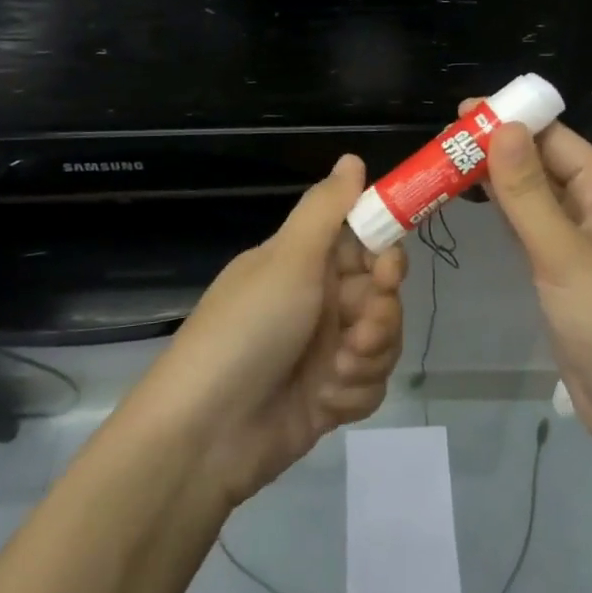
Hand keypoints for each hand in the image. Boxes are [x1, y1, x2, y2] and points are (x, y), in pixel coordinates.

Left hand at [134, 154, 405, 506]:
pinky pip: (370, 385)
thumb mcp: (288, 260)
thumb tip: (352, 157)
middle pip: (382, 295)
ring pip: (383, 340)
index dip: (384, 254)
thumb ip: (327, 208)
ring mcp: (324, 351)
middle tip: (359, 330)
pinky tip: (327, 402)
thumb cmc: (248, 330)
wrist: (205, 435)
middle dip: (380, 314)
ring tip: (337, 372)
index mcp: (305, 263)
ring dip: (368, 356)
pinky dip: (354, 393)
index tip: (387, 268)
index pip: (364, 244)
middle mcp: (318, 302)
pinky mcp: (329, 397)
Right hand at [466, 105, 591, 439]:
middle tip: (442, 141)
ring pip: (532, 195)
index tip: (462, 113)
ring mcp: (577, 241)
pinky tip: (472, 202)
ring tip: (446, 162)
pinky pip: (529, 227)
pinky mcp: (561, 270)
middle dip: (497, 148)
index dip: (512, 121)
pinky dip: (502, 211)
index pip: (555, 139)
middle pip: (541, 163)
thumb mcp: (563, 253)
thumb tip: (502, 128)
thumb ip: (529, 192)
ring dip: (495, 178)